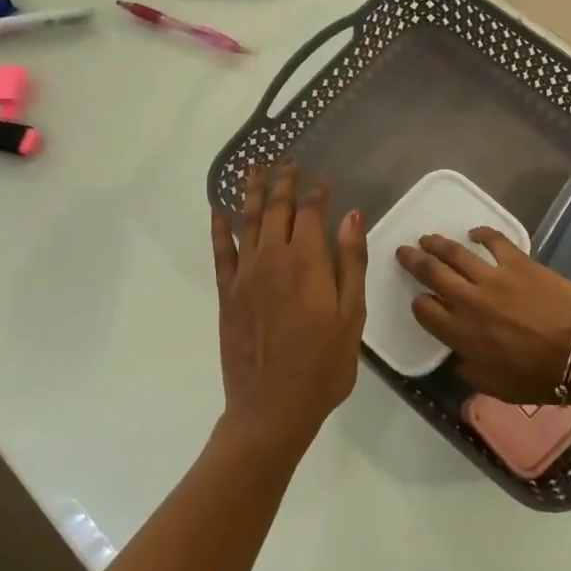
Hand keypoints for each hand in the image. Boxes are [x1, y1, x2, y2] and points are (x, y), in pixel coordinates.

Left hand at [212, 164, 366, 455]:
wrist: (271, 408)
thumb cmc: (323, 365)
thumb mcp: (351, 315)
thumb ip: (351, 262)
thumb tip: (352, 215)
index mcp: (307, 262)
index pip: (311, 213)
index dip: (317, 193)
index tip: (323, 179)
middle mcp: (273, 258)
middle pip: (277, 209)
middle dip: (283, 182)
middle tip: (286, 161)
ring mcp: (246, 274)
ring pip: (247, 221)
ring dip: (251, 192)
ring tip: (253, 168)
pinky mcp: (227, 293)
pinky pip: (221, 251)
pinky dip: (219, 228)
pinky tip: (218, 210)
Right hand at [396, 229, 570, 404]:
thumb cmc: (541, 378)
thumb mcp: (497, 387)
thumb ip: (472, 371)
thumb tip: (459, 358)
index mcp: (461, 334)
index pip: (425, 311)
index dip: (419, 303)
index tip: (420, 299)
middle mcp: (468, 301)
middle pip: (431, 273)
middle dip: (413, 261)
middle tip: (404, 251)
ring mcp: (492, 277)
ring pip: (454, 253)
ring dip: (437, 243)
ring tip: (427, 238)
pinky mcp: (517, 261)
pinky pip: (493, 240)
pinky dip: (481, 233)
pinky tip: (474, 232)